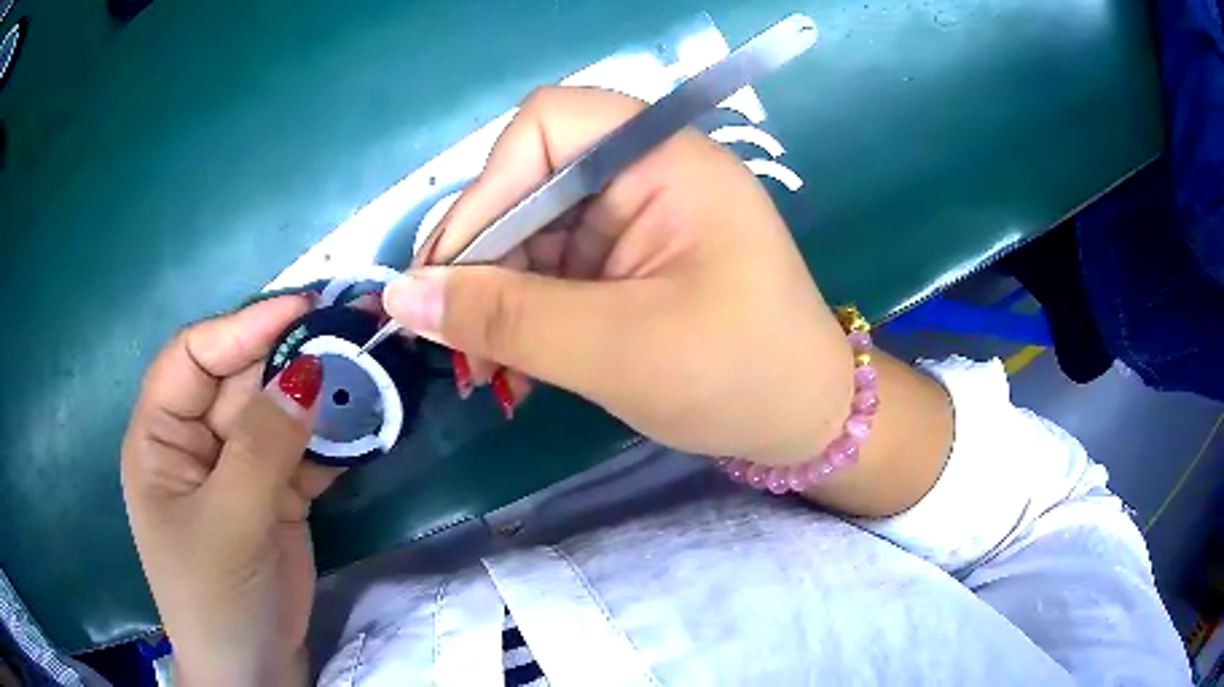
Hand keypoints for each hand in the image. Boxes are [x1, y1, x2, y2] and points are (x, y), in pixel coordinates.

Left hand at [121, 296, 340, 685]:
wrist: (254, 672)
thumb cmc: (215, 599)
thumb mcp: (228, 523)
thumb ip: (261, 447)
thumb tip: (306, 371)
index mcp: (160, 437)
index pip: (193, 357)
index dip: (242, 328)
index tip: (302, 308)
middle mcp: (196, 441)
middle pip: (241, 378)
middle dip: (290, 355)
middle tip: (352, 329)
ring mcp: (238, 468)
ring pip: (278, 411)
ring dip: (320, 394)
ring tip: (370, 369)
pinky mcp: (275, 493)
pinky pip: (303, 449)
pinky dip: (333, 437)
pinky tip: (365, 424)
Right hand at [385, 87, 852, 463]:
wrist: (806, 423)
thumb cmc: (738, 376)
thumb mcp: (616, 349)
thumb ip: (504, 318)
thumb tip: (401, 297)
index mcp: (665, 160)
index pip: (548, 124)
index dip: (489, 186)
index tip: (452, 268)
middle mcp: (647, 173)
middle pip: (530, 181)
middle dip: (482, 257)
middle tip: (450, 334)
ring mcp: (638, 218)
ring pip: (532, 231)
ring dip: (496, 294)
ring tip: (482, 364)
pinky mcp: (630, 261)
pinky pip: (554, 267)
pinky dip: (523, 311)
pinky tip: (512, 362)